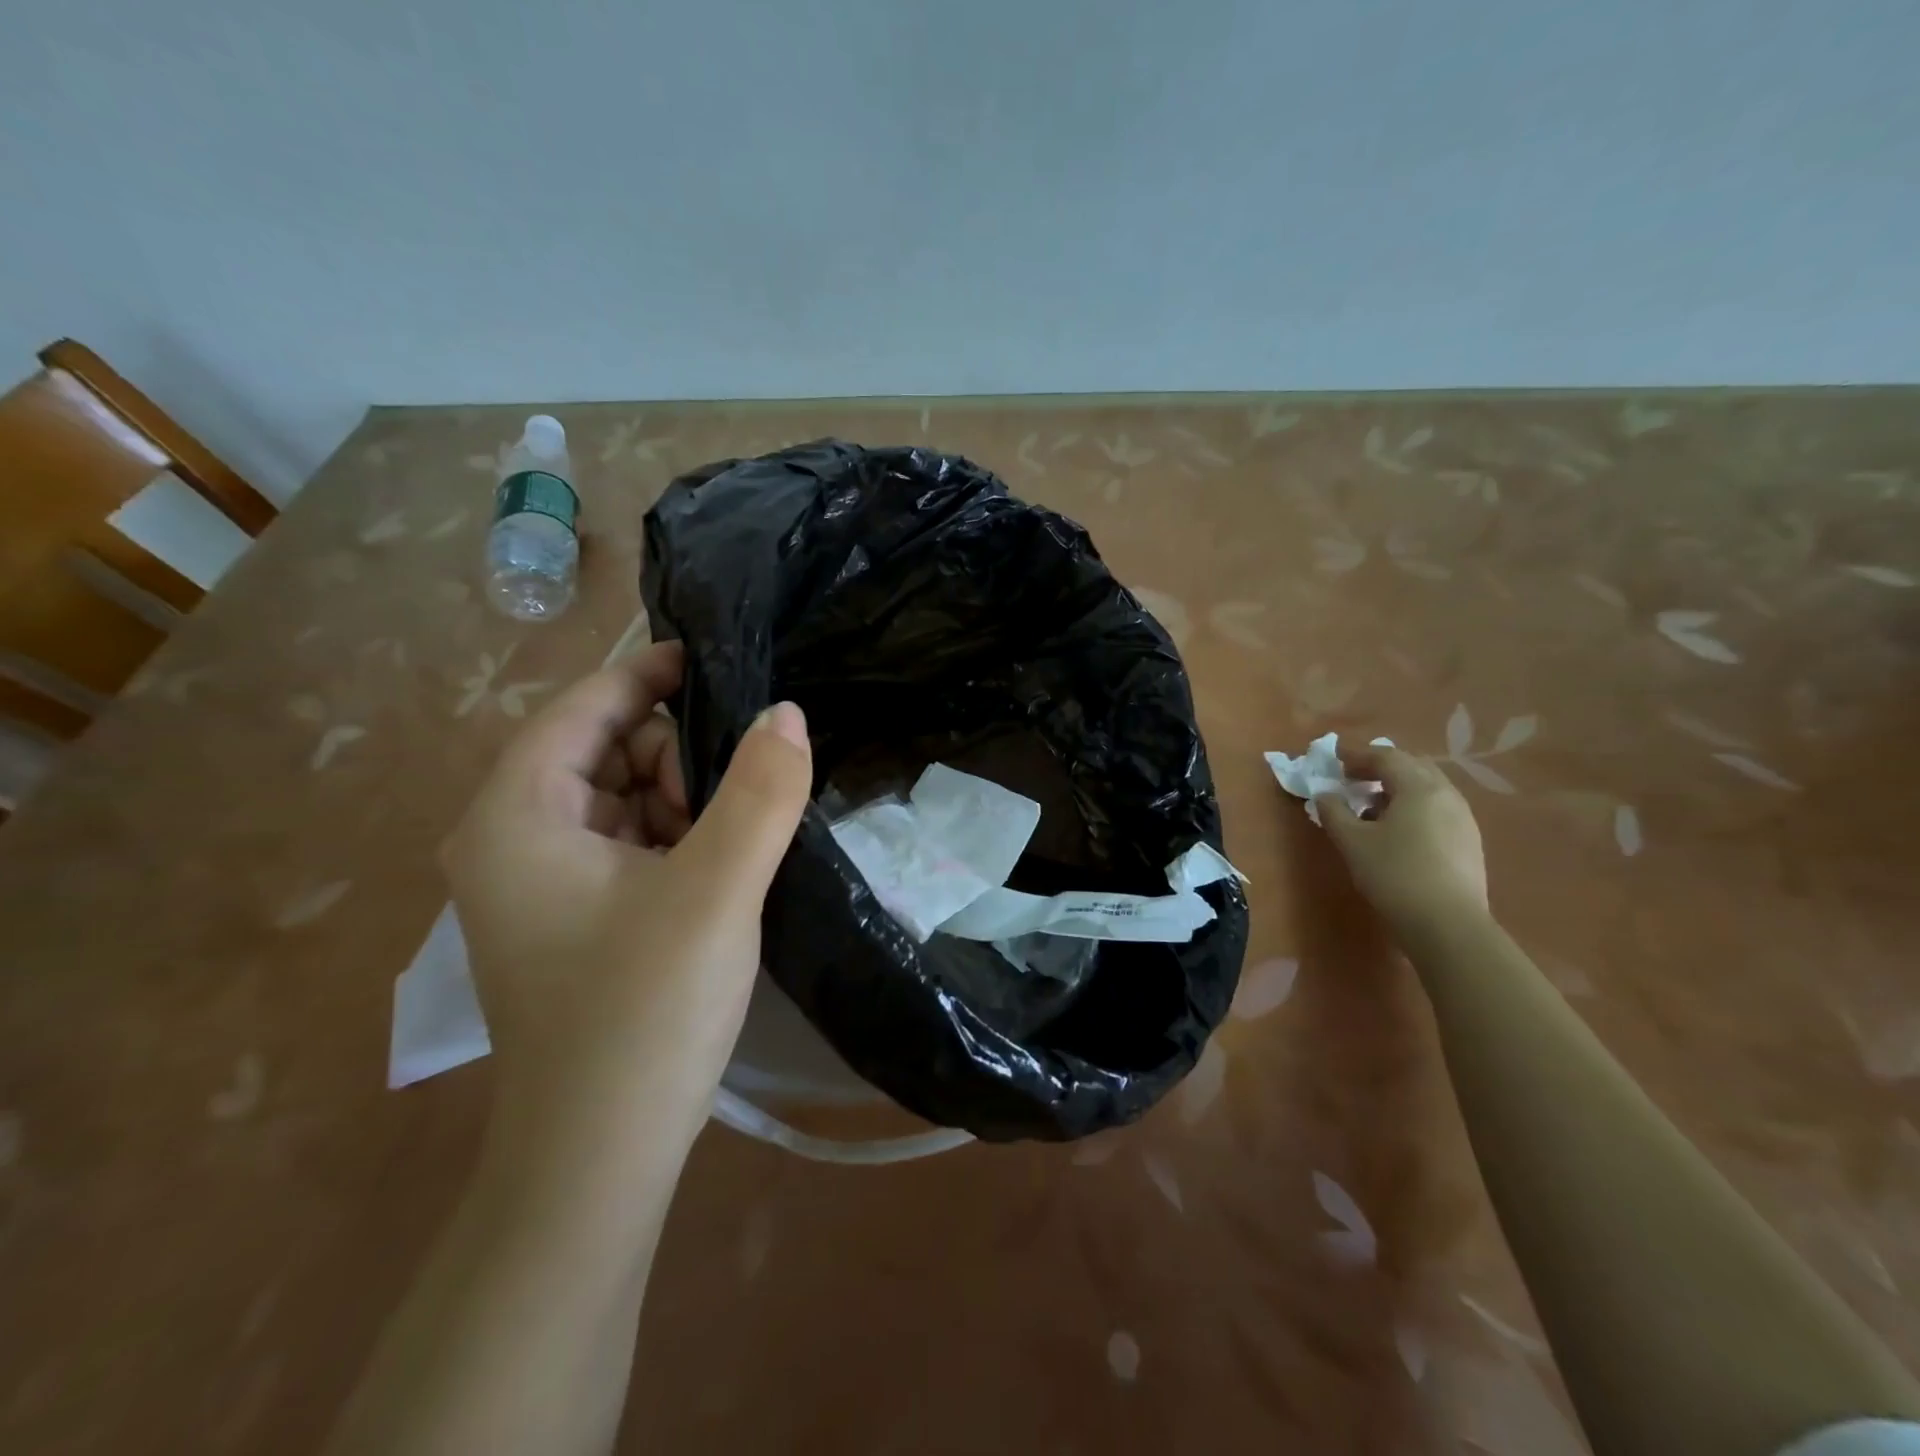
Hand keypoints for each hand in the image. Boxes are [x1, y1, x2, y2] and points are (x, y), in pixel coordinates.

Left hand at [440, 641, 812, 1174]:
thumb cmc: (643, 1014)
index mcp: (517, 814)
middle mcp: (513, 836)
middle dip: (678, 756)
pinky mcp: (576, 912)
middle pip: (608, 747)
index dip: (652, 673)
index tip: (726, 663)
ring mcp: (544, 879)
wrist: (600, 1160)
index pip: (584, 705)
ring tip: (734, 844)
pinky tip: (722, 866)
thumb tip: (788, 712)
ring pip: (627, 794)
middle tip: (738, 802)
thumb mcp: (717, 890)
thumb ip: (760, 792)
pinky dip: (680, 836)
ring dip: (687, 799)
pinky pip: (633, 839)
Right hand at [1314, 745, 1488, 938]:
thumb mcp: (1352, 842)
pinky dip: (1412, 807)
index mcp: (1419, 787)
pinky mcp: (1468, 842)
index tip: (1334, 759)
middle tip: (1352, 778)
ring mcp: (1463, 819)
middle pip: (1412, 767)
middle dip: (1380, 767)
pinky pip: (1436, 809)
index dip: (1357, 755)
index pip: (1386, 756)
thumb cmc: (1394, 874)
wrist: (1448, 925)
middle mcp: (1447, 795)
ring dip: (1397, 788)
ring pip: (1427, 789)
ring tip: (1371, 805)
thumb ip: (1334, 812)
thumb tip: (1324, 794)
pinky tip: (1396, 830)